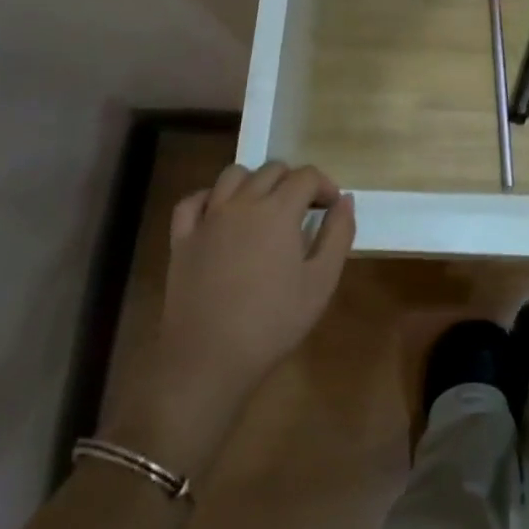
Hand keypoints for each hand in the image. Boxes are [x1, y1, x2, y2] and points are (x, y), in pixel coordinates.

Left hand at [109, 162, 354, 473]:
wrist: (208, 359)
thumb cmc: (272, 322)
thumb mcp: (321, 282)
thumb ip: (338, 235)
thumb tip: (345, 200)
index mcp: (278, 210)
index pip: (306, 176)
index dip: (324, 186)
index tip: (331, 208)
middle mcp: (242, 203)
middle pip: (272, 169)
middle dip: (293, 182)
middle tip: (303, 210)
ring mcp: (208, 218)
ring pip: (232, 175)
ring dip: (254, 182)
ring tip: (264, 207)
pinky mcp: (182, 238)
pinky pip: (193, 201)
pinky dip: (210, 198)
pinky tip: (220, 214)